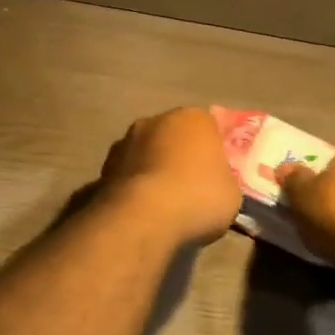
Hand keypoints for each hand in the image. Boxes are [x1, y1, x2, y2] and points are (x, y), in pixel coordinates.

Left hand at [100, 108, 243, 246]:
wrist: (143, 216)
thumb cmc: (198, 196)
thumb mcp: (230, 192)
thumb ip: (222, 179)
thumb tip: (213, 184)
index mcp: (193, 118)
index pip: (208, 126)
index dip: (212, 150)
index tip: (216, 172)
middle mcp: (155, 120)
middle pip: (173, 136)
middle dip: (179, 156)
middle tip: (190, 186)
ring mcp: (125, 142)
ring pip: (146, 153)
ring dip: (153, 170)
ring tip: (163, 203)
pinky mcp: (103, 167)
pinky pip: (127, 175)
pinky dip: (134, 187)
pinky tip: (142, 210)